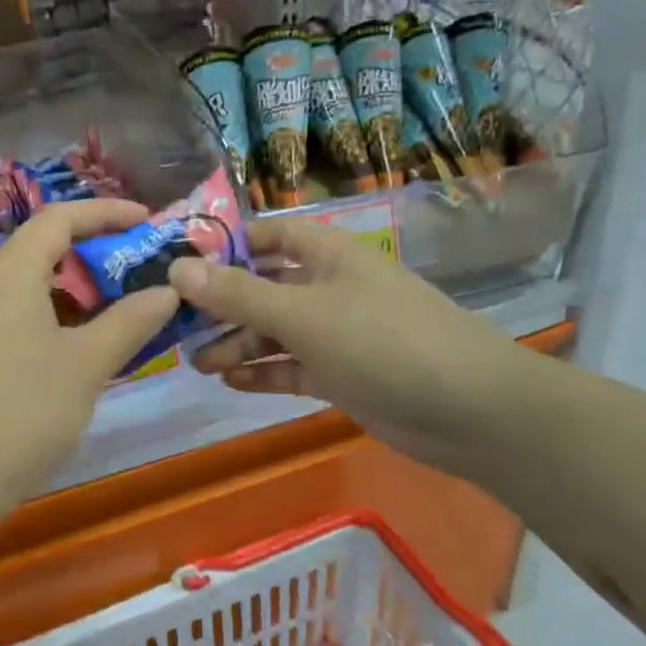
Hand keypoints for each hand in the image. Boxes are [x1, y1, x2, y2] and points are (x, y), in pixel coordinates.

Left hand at [0, 200, 180, 510]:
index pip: (60, 218)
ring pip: (32, 288)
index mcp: (9, 272)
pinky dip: (55, 321)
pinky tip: (81, 353)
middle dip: (97, 256)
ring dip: (78, 294)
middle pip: (44, 250)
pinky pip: (18, 318)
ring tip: (122, 314)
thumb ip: (129, 321)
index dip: (107, 212)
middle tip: (143, 274)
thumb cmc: (21, 412)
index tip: (150, 221)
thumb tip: (167, 290)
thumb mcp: (86, 365)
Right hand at [167, 219, 524, 452]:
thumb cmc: (381, 341)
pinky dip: (264, 371)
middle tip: (179, 328)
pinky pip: (293, 366)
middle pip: (266, 287)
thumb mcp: (301, 314)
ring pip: (276, 331)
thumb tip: (176, 269)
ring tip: (198, 362)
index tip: (182, 268)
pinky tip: (230, 382)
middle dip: (224, 306)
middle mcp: (330, 287)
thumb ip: (237, 294)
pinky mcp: (344, 374)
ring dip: (238, 343)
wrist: (469, 409)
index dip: (228, 247)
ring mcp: (339, 333)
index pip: (269, 236)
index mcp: (327, 255)